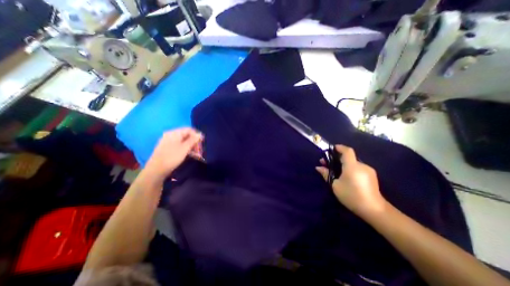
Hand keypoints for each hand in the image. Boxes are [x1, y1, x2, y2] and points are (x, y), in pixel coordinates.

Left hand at [144, 129, 202, 182]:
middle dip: (195, 143)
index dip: (197, 135)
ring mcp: (169, 142)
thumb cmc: (172, 157)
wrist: (156, 170)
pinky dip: (187, 150)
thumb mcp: (185, 148)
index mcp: (174, 133)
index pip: (189, 130)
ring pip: (184, 142)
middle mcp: (171, 135)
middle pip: (187, 136)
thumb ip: (193, 140)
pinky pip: (180, 146)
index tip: (203, 143)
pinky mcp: (168, 148)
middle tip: (200, 151)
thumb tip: (200, 134)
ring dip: (192, 147)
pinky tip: (192, 156)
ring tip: (198, 155)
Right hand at [315, 144, 386, 217]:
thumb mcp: (335, 185)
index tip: (331, 148)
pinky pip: (358, 168)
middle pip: (349, 157)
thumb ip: (327, 174)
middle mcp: (362, 165)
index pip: (347, 151)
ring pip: (353, 163)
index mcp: (352, 166)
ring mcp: (368, 170)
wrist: (374, 210)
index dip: (339, 147)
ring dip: (343, 164)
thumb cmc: (351, 196)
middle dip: (337, 158)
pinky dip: (350, 168)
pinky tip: (345, 176)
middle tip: (327, 163)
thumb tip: (318, 167)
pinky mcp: (371, 176)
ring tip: (335, 170)